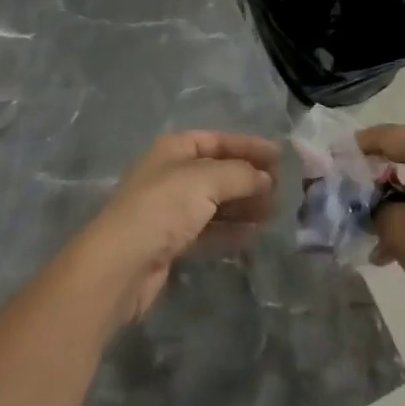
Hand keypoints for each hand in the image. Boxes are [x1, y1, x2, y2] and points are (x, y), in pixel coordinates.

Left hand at [76, 130, 279, 324]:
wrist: (121, 265)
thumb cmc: (163, 208)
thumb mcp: (206, 180)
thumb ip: (241, 175)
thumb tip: (266, 178)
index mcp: (174, 149)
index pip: (218, 140)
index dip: (249, 146)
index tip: (281, 156)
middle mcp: (172, 175)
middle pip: (218, 171)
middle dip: (249, 178)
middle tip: (282, 189)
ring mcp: (171, 210)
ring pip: (216, 203)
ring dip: (244, 205)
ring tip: (275, 213)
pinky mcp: (173, 243)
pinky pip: (210, 230)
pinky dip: (232, 230)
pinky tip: (255, 234)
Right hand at [359, 124, 404, 355]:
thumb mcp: (397, 229)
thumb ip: (374, 206)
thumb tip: (369, 203)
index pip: (392, 135)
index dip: (360, 144)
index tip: (335, 156)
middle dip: (375, 171)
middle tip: (348, 185)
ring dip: (393, 199)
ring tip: (366, 226)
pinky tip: (391, 246)